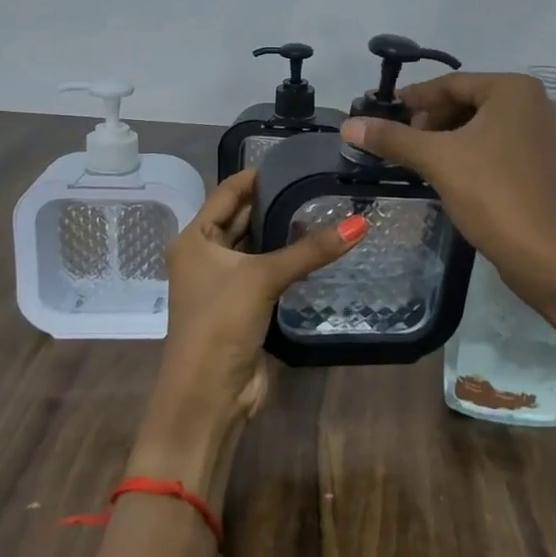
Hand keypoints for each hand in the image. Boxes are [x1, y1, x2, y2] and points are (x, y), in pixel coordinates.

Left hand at [132, 170, 365, 494]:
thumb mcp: (262, 278)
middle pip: (243, 216)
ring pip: (257, 244)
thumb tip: (360, 222)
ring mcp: (225, 281)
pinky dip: (289, 258)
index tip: (296, 159)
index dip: (258, 175)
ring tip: (326, 206)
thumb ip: (310, 250)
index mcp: (194, 238)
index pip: (228, 191)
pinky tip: (320, 246)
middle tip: (319, 181)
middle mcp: (205, 254)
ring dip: (284, 230)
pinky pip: (268, 270)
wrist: (207, 397)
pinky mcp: (244, 305)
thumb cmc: (220, 325)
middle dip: (276, 200)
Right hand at [338, 72, 555, 302]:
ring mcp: (537, 133)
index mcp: (513, 89)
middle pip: (465, 101)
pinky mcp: (536, 161)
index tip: (381, 110)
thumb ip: (393, 138)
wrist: (543, 254)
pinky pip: (492, 144)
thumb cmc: (491, 193)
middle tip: (397, 138)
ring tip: (414, 156)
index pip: (451, 83)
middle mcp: (531, 102)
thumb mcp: (437, 160)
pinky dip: (465, 151)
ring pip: (478, 124)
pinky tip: (441, 170)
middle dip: (429, 119)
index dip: (413, 98)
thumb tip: (348, 125)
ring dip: (444, 137)